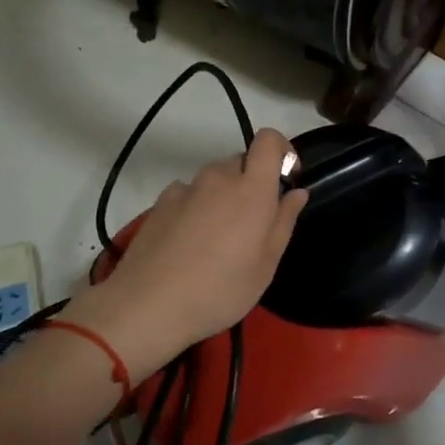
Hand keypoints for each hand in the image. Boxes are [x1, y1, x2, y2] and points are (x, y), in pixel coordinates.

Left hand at [67, 128, 308, 382]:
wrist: (148, 305)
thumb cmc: (220, 289)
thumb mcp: (265, 265)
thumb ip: (284, 221)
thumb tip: (296, 192)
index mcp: (251, 189)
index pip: (269, 140)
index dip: (282, 150)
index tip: (286, 180)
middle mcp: (218, 177)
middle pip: (242, 162)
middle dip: (252, 182)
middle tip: (252, 225)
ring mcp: (185, 188)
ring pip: (214, 179)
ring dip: (223, 196)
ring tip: (218, 239)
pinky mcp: (160, 202)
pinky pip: (188, 194)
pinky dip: (196, 207)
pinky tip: (189, 242)